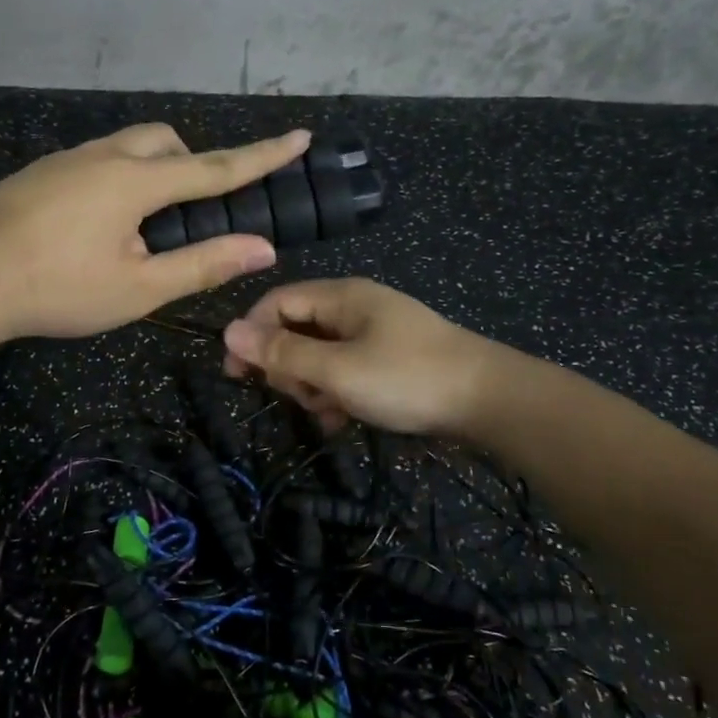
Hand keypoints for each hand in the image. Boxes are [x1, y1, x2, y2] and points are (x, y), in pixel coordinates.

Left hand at [0, 123, 310, 342]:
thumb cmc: (56, 289)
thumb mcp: (138, 289)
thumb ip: (202, 265)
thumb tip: (262, 249)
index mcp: (135, 181)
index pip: (214, 166)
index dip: (262, 155)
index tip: (299, 136)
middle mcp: (102, 155)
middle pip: (164, 141)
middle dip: (191, 164)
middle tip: (190, 213)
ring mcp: (64, 160)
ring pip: (126, 147)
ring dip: (151, 173)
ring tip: (141, 228)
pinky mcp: (38, 173)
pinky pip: (94, 162)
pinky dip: (116, 181)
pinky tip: (95, 227)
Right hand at [222, 278, 495, 436]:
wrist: (490, 401)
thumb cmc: (407, 379)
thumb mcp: (337, 369)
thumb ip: (282, 352)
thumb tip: (227, 332)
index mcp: (342, 297)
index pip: (277, 302)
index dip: (251, 333)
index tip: (236, 374)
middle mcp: (356, 308)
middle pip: (298, 329)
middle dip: (287, 365)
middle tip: (295, 396)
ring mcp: (377, 334)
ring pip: (321, 354)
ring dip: (312, 384)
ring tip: (325, 412)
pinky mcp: (392, 360)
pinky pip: (347, 370)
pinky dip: (337, 392)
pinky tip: (341, 420)